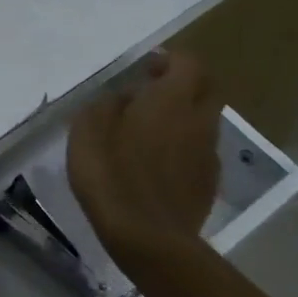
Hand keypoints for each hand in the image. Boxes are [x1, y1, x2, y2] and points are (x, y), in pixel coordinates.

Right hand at [67, 50, 220, 259]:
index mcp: (171, 100)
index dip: (169, 60)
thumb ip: (108, 104)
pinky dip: (184, 149)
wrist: (148, 237)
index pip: (188, 63)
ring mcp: (209, 154)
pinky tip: (157, 165)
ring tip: (150, 133)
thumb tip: (126, 97)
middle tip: (154, 94)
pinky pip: (200, 152)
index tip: (146, 70)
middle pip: (207, 89)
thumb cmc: (111, 173)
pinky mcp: (209, 183)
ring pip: (204, 122)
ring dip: (183, 119)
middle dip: (185, 85)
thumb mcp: (88, 129)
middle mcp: (199, 120)